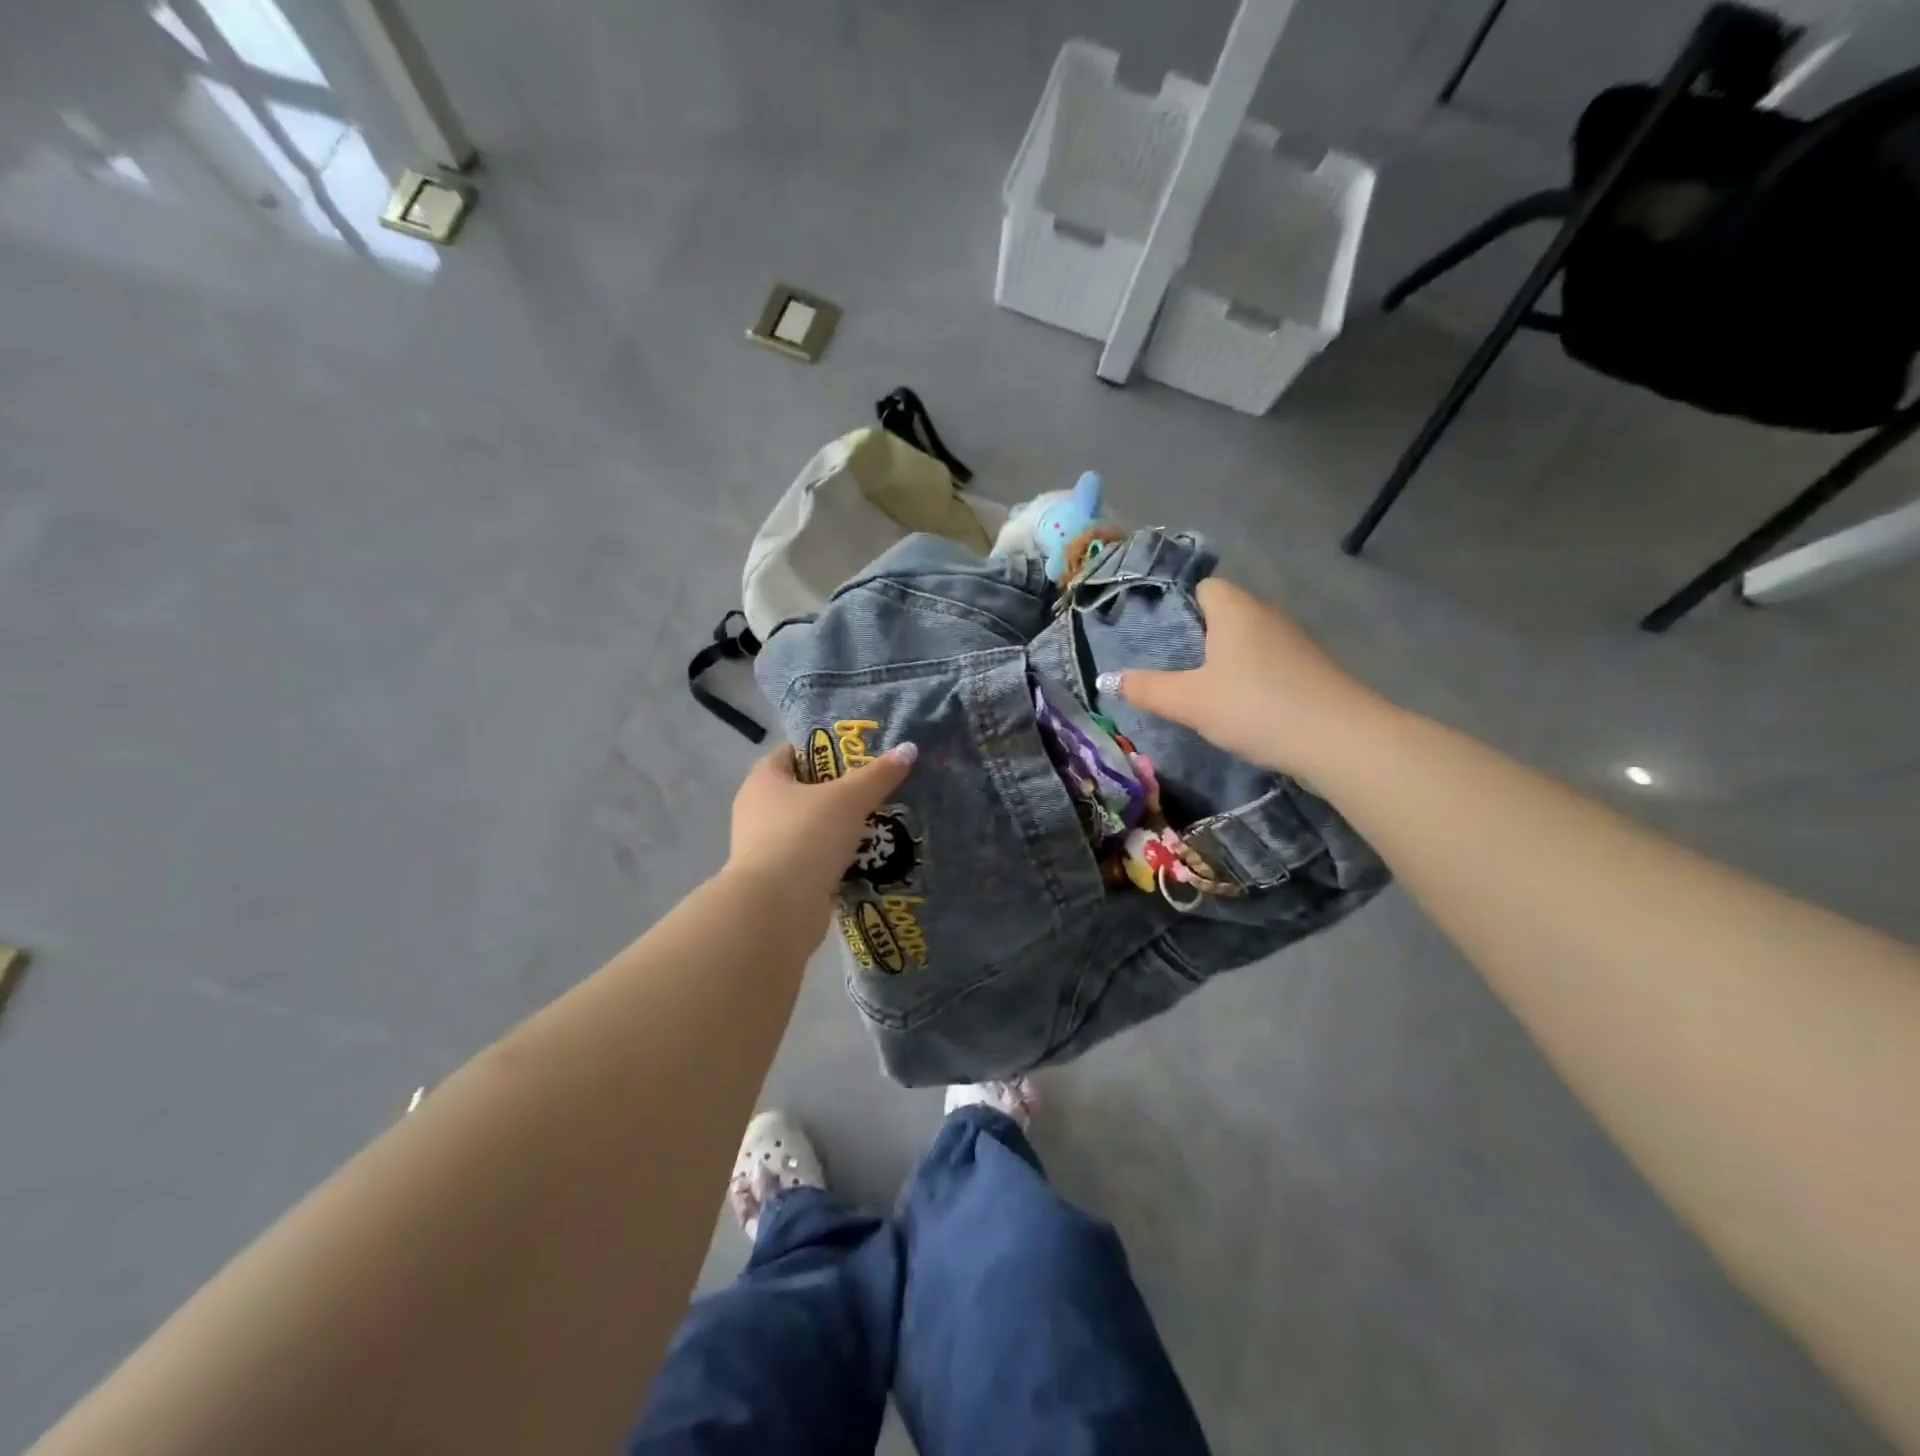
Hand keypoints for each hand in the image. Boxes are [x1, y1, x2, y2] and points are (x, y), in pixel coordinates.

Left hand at [726, 740, 917, 911]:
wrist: (776, 910)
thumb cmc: (805, 837)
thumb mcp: (849, 799)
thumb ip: (879, 774)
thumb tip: (909, 749)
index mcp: (763, 780)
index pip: (792, 752)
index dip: (823, 749)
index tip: (859, 755)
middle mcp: (757, 810)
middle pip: (803, 790)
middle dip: (838, 790)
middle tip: (875, 789)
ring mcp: (765, 848)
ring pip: (809, 827)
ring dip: (838, 827)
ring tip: (877, 824)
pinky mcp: (777, 880)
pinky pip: (811, 858)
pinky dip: (834, 858)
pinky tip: (864, 858)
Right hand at [1097, 578, 1385, 776]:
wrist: (1340, 740)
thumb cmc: (1256, 707)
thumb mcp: (1190, 702)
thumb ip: (1147, 689)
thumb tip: (1104, 678)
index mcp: (1236, 610)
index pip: (1205, 586)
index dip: (1181, 605)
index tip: (1161, 637)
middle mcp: (1267, 616)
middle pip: (1226, 613)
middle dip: (1200, 637)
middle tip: (1171, 668)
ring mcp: (1295, 642)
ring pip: (1249, 640)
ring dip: (1227, 660)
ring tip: (1201, 691)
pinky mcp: (1311, 670)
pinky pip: (1269, 663)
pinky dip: (1252, 677)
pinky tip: (1241, 707)